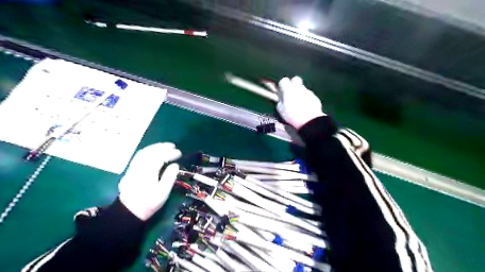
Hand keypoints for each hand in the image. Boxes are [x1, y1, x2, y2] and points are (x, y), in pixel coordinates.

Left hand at [119, 142, 181, 220]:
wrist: (129, 212)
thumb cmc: (149, 203)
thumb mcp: (163, 193)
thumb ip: (170, 177)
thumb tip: (175, 165)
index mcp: (148, 172)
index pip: (160, 157)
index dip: (170, 153)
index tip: (179, 153)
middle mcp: (139, 167)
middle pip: (150, 152)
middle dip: (162, 147)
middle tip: (173, 146)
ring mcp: (133, 168)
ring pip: (143, 152)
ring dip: (155, 147)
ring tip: (165, 146)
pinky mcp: (130, 170)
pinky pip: (139, 156)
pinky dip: (148, 151)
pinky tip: (153, 152)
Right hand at [277, 74, 324, 128]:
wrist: (309, 120)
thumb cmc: (293, 116)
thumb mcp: (281, 111)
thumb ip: (280, 102)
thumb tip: (281, 100)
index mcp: (288, 91)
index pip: (283, 80)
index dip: (282, 85)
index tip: (282, 91)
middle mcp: (298, 88)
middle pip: (295, 79)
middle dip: (293, 83)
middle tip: (291, 92)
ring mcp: (308, 92)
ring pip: (303, 88)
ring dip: (300, 92)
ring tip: (299, 103)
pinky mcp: (315, 97)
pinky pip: (309, 95)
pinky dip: (307, 98)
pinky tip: (306, 107)